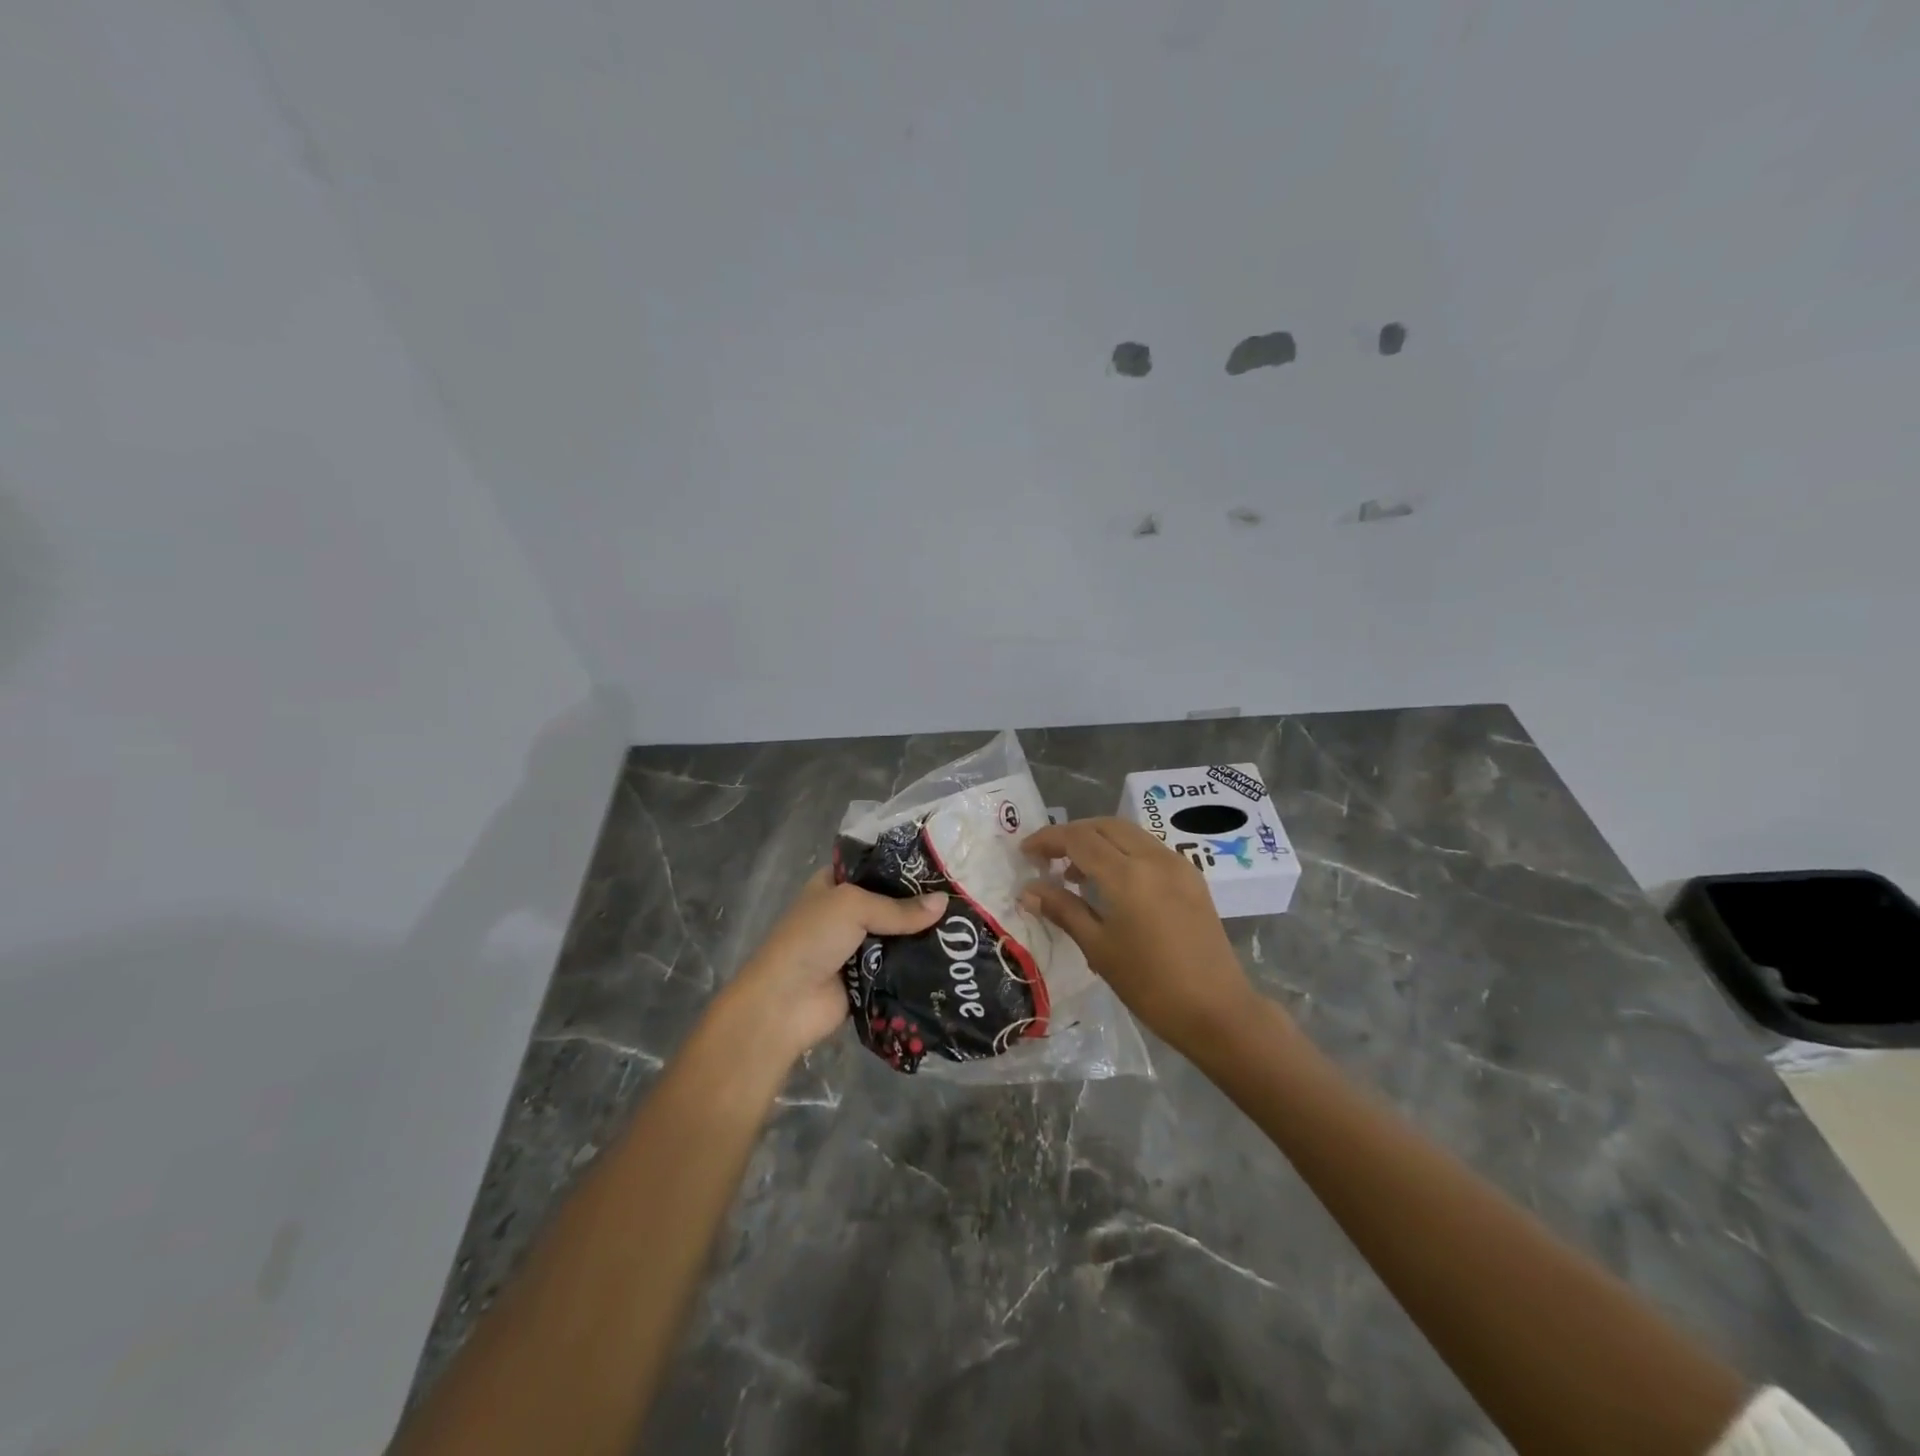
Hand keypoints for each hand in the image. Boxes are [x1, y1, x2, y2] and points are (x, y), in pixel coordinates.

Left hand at [722, 870, 947, 1064]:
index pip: (876, 867)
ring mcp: (858, 947)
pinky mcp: (868, 978)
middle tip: (965, 897)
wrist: (785, 1003)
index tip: (945, 865)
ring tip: (968, 928)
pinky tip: (953, 959)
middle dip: (922, 903)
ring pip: (899, 936)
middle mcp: (847, 912)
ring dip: (924, 935)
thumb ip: (899, 908)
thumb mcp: (853, 907)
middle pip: (892, 902)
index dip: (906, 865)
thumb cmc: (812, 939)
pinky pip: (899, 967)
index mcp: (835, 884)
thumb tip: (944, 903)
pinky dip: (919, 965)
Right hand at [1019, 818, 1264, 1056]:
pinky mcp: (1192, 878)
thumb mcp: (1099, 947)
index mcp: (1127, 874)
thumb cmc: (1150, 985)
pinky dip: (1123, 852)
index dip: (1048, 839)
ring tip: (1075, 873)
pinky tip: (1113, 883)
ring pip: (1129, 833)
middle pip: (1104, 826)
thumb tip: (1028, 890)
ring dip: (1098, 841)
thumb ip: (1063, 910)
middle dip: (1072, 834)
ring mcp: (1177, 865)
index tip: (1025, 852)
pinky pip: (1149, 849)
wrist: (1217, 1011)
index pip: (1078, 838)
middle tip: (1048, 858)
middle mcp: (1154, 858)